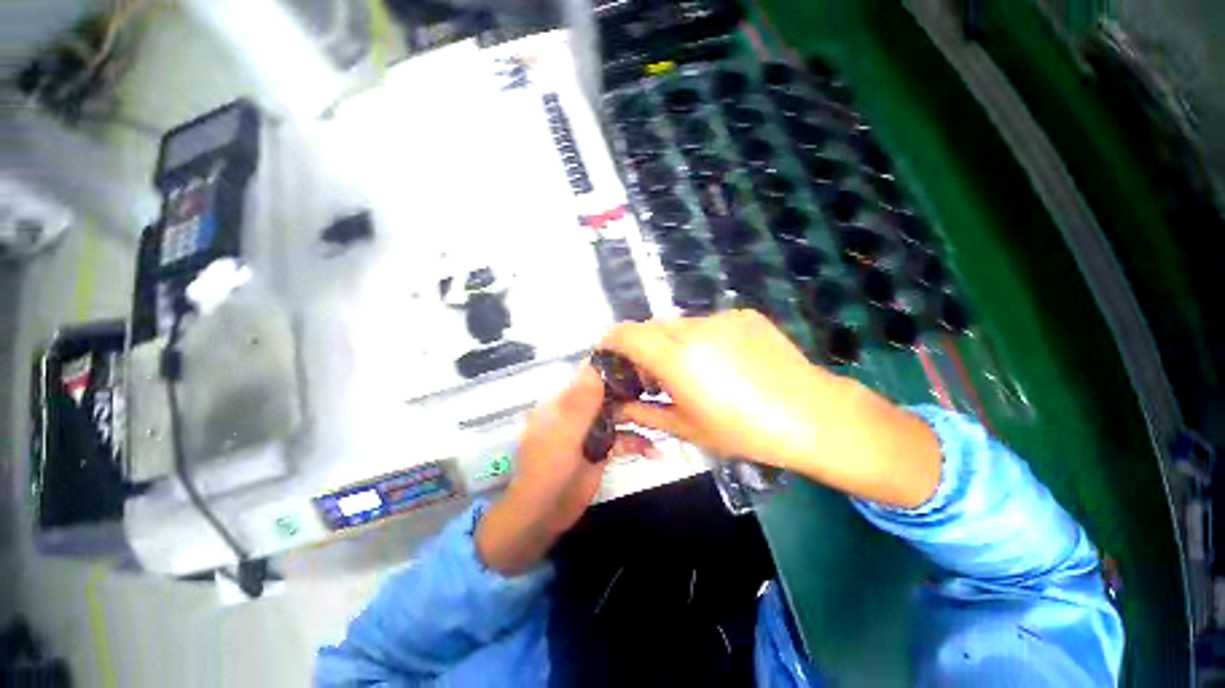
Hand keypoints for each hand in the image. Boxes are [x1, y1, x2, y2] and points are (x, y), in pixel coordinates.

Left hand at [476, 364, 654, 574]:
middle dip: (635, 393)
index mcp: (565, 399)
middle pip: (611, 392)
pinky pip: (624, 437)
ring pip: (621, 414)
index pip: (591, 372)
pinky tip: (655, 452)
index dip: (614, 365)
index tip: (642, 362)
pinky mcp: (602, 447)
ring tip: (664, 424)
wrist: (544, 514)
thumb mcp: (563, 435)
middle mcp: (580, 409)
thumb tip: (596, 366)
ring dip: (641, 419)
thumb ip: (580, 402)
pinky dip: (638, 443)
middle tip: (661, 394)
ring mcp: (592, 428)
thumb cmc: (548, 470)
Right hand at [600, 311, 941, 507]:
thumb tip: (621, 406)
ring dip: (672, 343)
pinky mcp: (743, 315)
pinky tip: (722, 363)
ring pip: (679, 324)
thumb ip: (646, 413)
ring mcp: (721, 317)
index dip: (612, 342)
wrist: (812, 415)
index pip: (627, 334)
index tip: (610, 357)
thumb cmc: (745, 431)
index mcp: (676, 357)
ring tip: (691, 371)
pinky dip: (700, 339)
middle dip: (643, 348)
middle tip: (654, 376)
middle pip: (652, 327)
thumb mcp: (688, 428)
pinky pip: (708, 323)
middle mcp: (694, 328)